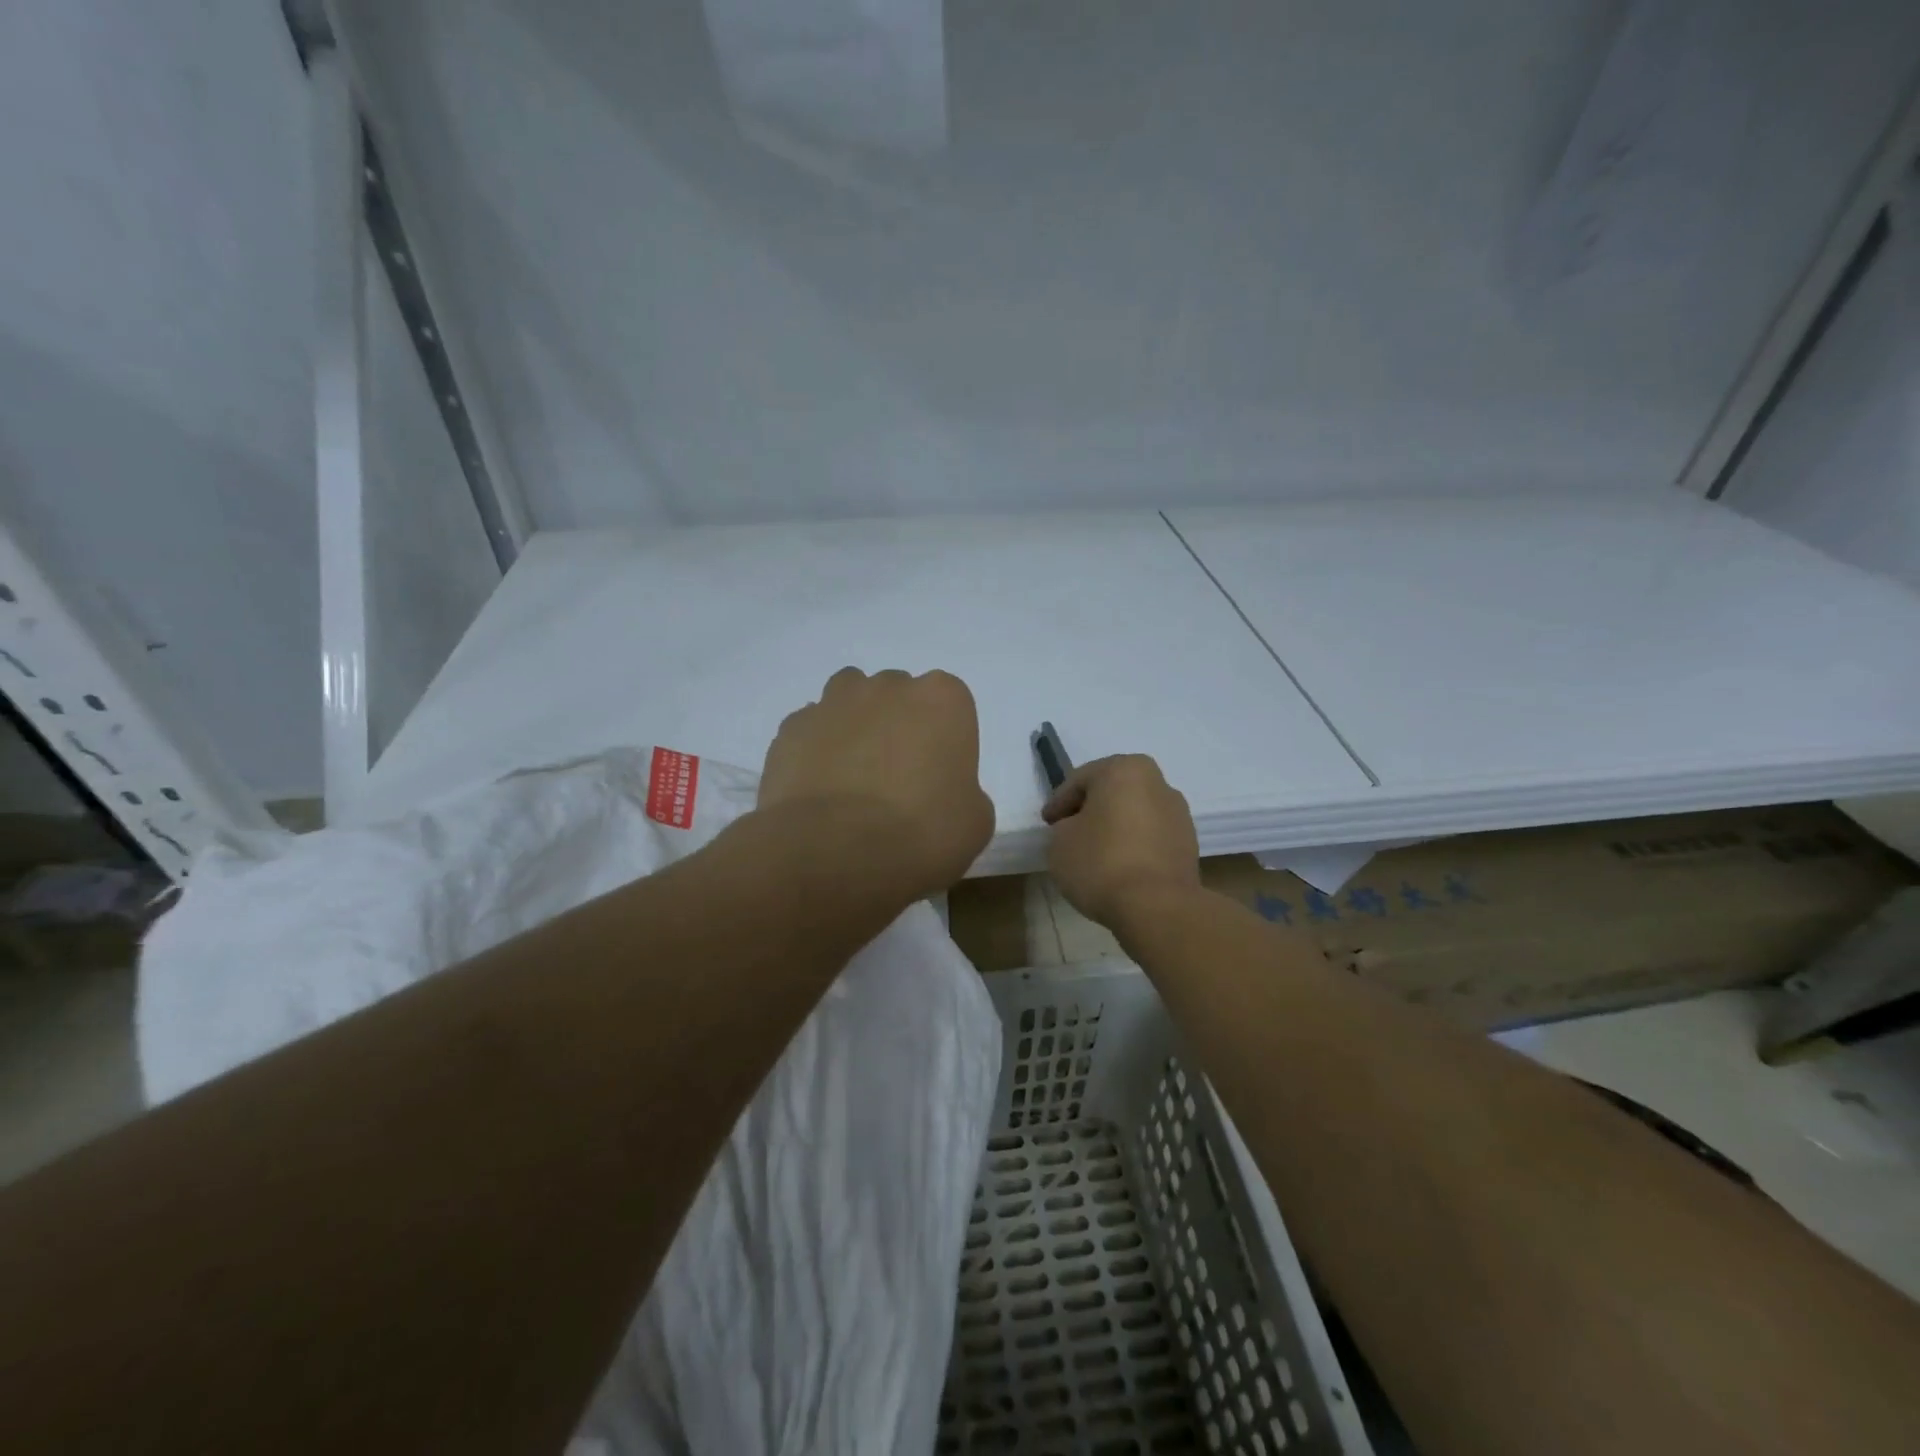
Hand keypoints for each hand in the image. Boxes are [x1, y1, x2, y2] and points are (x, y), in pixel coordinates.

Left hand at [760, 668, 994, 896]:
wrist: (833, 852)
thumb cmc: (921, 833)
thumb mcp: (974, 823)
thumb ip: (965, 792)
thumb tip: (942, 794)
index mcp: (942, 699)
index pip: (950, 705)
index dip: (944, 741)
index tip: (939, 778)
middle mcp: (888, 686)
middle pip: (898, 696)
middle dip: (899, 726)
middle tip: (898, 779)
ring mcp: (834, 702)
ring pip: (849, 701)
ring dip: (855, 727)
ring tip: (853, 776)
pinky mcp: (791, 728)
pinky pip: (811, 730)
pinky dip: (817, 750)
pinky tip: (819, 789)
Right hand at [1042, 755, 1200, 927]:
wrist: (1157, 907)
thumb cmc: (1101, 863)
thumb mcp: (1059, 842)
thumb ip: (1063, 827)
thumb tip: (1077, 830)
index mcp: (1124, 769)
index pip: (1080, 781)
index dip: (1059, 803)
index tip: (1047, 823)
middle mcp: (1157, 782)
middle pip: (1112, 792)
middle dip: (1091, 810)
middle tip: (1069, 832)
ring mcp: (1178, 813)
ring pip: (1134, 814)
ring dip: (1115, 827)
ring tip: (1095, 853)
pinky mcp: (1189, 844)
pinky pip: (1150, 837)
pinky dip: (1134, 845)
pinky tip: (1119, 867)